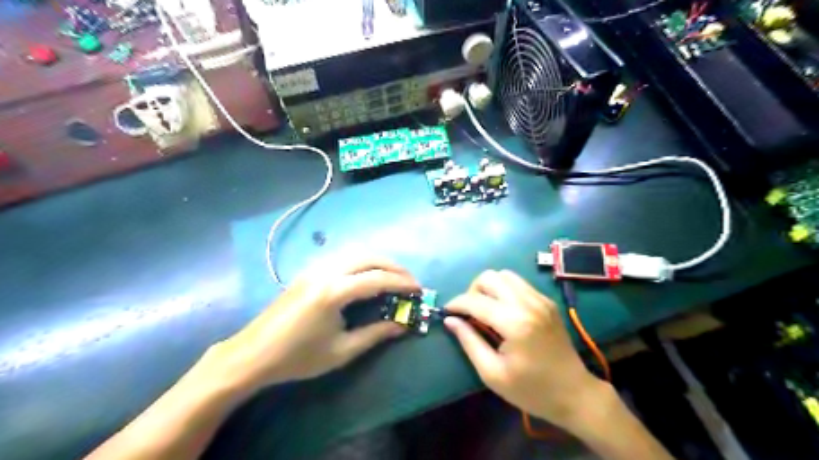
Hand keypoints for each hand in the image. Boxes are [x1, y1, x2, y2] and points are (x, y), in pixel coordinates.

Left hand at [209, 257, 421, 392]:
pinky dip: (362, 260)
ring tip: (393, 276)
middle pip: (369, 257)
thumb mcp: (342, 351)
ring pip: (355, 252)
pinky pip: (343, 256)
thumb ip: (376, 333)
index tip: (419, 290)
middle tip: (409, 281)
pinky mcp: (309, 270)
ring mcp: (315, 268)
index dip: (402, 283)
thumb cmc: (298, 358)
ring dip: (378, 260)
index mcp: (334, 292)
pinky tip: (367, 274)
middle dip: (394, 266)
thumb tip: (403, 325)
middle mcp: (326, 271)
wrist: (254, 354)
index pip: (378, 279)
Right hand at [445, 270, 602, 431]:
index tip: (446, 313)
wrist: (574, 393)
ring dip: (489, 287)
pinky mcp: (547, 301)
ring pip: (504, 275)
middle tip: (469, 313)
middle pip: (489, 277)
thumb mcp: (492, 373)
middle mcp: (528, 303)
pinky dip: (504, 290)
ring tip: (485, 309)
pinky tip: (503, 311)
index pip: (476, 301)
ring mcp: (540, 299)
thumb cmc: (531, 390)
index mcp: (515, 323)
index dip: (456, 304)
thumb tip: (450, 320)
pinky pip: (518, 283)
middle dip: (472, 291)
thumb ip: (469, 342)